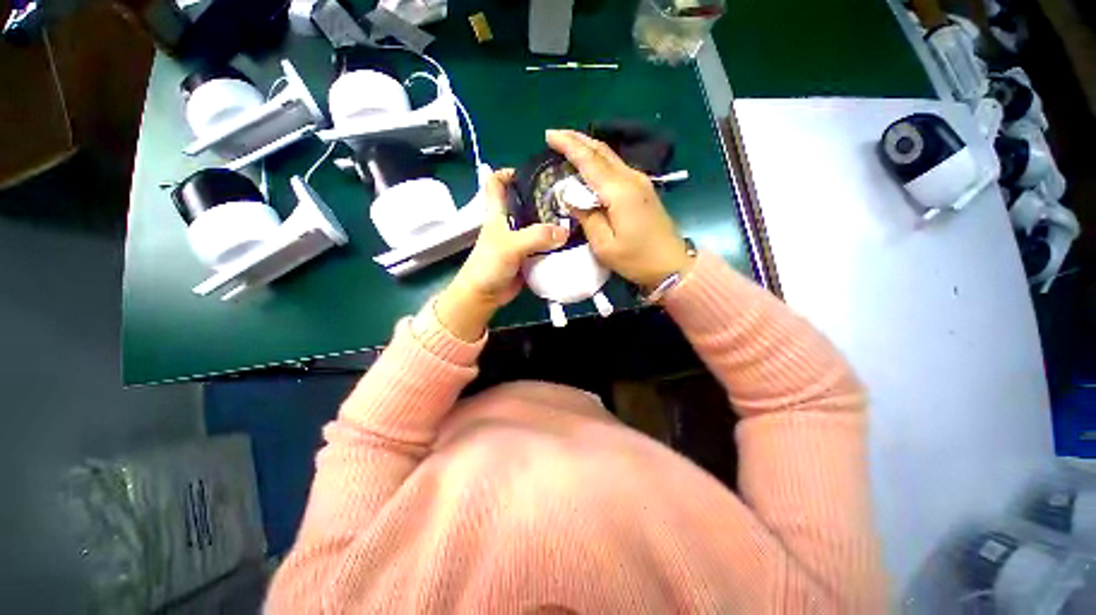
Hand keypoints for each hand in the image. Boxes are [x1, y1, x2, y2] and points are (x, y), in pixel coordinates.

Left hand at [435, 169, 568, 340]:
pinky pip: (545, 244)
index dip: (509, 172)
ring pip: (539, 224)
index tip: (533, 171)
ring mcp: (521, 240)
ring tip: (577, 215)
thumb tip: (566, 231)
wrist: (486, 295)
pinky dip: (557, 242)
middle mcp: (510, 222)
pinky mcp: (529, 255)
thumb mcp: (510, 246)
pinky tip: (572, 240)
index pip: (496, 183)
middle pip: (526, 201)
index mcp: (498, 213)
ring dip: (554, 221)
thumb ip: (536, 236)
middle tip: (568, 194)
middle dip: (544, 196)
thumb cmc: (489, 265)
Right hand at [545, 129, 692, 287]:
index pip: (589, 161)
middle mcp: (631, 179)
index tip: (548, 135)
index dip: (568, 145)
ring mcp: (639, 182)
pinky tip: (589, 165)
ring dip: (587, 147)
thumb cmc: (636, 259)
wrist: (672, 264)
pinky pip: (616, 167)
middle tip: (554, 135)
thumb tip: (571, 197)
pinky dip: (598, 161)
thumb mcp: (604, 245)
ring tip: (567, 145)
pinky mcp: (642, 189)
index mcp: (620, 191)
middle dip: (576, 139)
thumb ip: (586, 217)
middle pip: (601, 151)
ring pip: (610, 156)